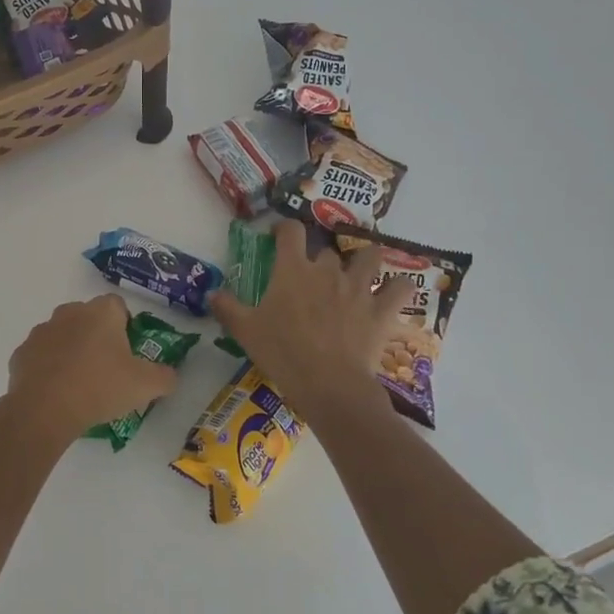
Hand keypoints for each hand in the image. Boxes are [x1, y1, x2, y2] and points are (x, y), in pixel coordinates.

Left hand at [0, 294, 180, 453]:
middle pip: (88, 318)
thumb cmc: (100, 387)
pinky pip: (41, 356)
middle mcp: (69, 312)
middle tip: (107, 370)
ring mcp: (42, 331)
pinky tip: (56, 392)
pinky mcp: (21, 353)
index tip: (128, 353)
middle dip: (97, 337)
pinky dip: (48, 368)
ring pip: (62, 335)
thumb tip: (169, 375)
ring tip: (79, 384)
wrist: (45, 410)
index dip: (125, 326)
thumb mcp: (146, 386)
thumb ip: (165, 376)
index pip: (118, 305)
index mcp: (101, 312)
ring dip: (71, 351)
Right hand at [209, 221, 403, 426]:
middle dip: (320, 260)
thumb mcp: (245, 330)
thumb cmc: (282, 352)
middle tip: (311, 278)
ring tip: (360, 272)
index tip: (278, 237)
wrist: (328, 384)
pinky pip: (401, 289)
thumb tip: (211, 293)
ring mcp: (358, 288)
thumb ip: (227, 307)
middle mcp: (327, 270)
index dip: (284, 228)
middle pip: (327, 251)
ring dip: (365, 261)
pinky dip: (399, 288)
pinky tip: (394, 293)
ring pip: (369, 258)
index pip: (290, 231)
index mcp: (293, 269)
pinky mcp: (381, 310)